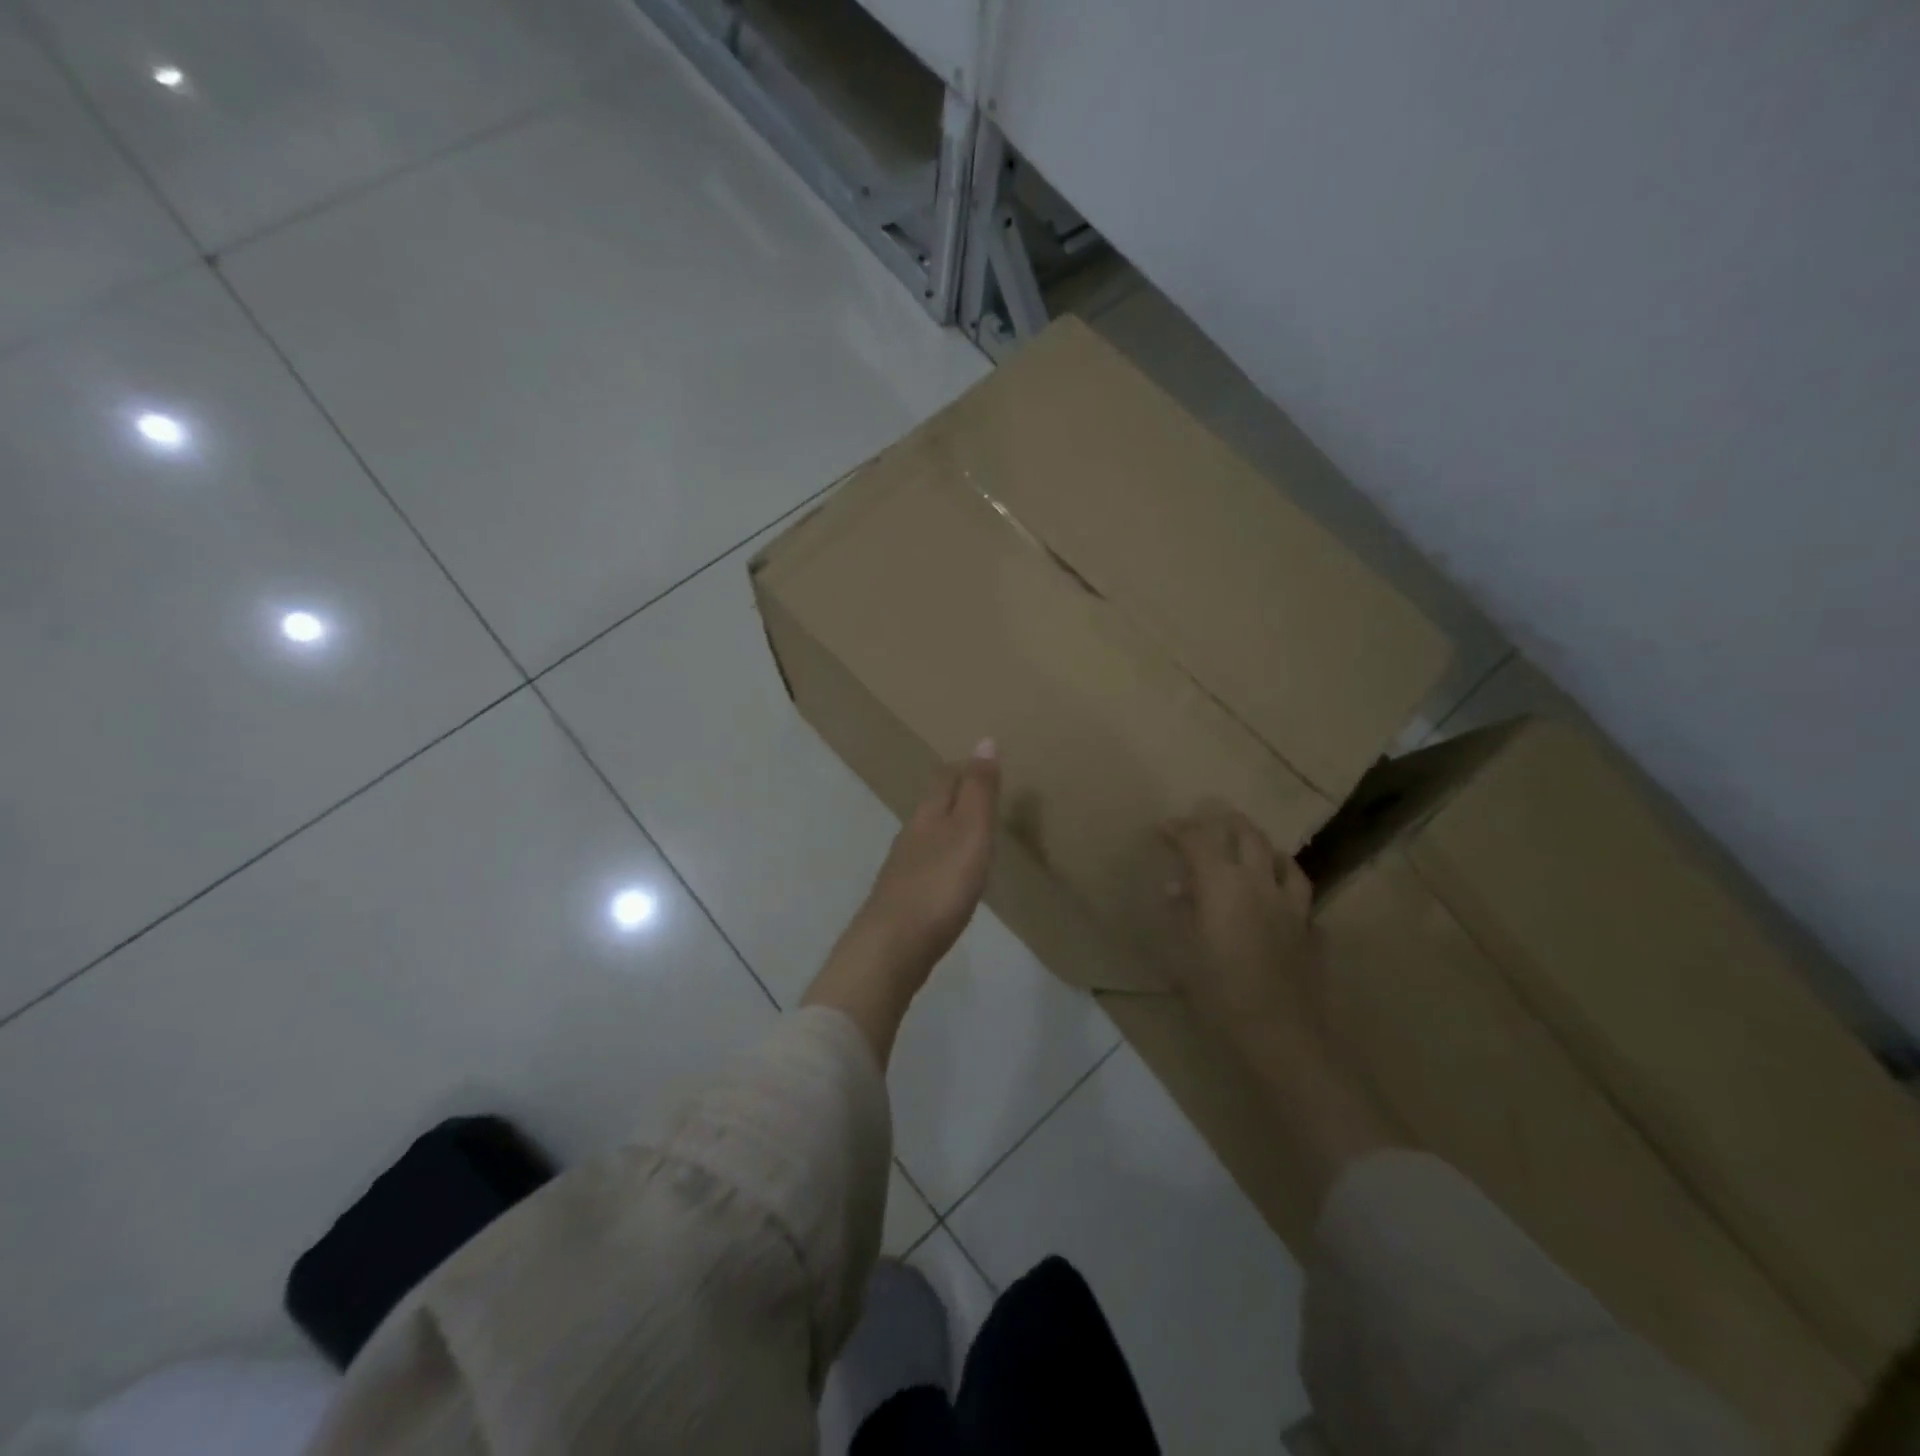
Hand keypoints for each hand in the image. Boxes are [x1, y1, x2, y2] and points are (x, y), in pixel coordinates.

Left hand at [848, 740, 1000, 986]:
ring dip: (948, 829)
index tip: (985, 766)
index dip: (965, 768)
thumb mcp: (970, 831)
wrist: (893, 945)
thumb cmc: (940, 883)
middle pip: (933, 805)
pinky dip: (942, 861)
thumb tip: (984, 740)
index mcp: (928, 814)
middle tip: (983, 797)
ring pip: (927, 836)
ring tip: (972, 835)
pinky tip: (951, 877)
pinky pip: (926, 866)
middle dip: (955, 796)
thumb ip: (979, 790)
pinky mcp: (902, 898)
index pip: (945, 778)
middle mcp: (910, 834)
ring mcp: (902, 868)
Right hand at [1159, 803, 1315, 1034]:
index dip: (1179, 829)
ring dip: (1259, 845)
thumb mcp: (1184, 952)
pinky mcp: (1309, 926)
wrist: (1279, 1033)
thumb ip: (1182, 914)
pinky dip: (1283, 879)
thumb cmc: (1219, 993)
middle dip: (1224, 822)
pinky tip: (1277, 893)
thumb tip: (1177, 890)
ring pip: (1279, 857)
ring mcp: (1290, 903)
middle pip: (1245, 834)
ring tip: (1248, 848)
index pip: (1198, 840)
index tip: (1164, 828)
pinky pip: (1298, 889)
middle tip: (1207, 821)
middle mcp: (1258, 882)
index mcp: (1221, 884)